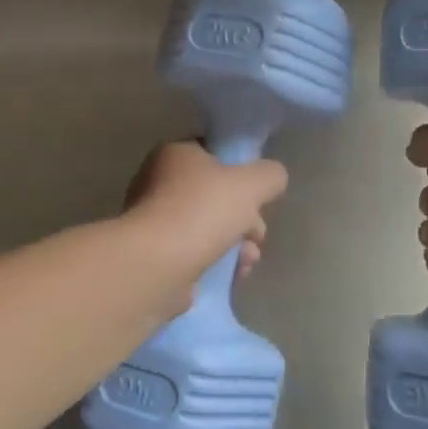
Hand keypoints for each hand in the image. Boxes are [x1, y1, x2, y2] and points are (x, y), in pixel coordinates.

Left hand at [122, 141, 287, 310]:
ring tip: (248, 260)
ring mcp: (154, 221)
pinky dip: (217, 262)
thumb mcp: (251, 183)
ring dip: (236, 243)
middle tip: (257, 233)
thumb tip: (273, 179)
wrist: (157, 264)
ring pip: (209, 227)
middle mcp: (158, 182)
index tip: (258, 194)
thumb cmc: (202, 211)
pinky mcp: (155, 255)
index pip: (214, 154)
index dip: (241, 172)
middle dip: (245, 217)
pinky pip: (195, 253)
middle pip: (215, 195)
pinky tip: (234, 274)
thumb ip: (270, 175)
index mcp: (175, 154)